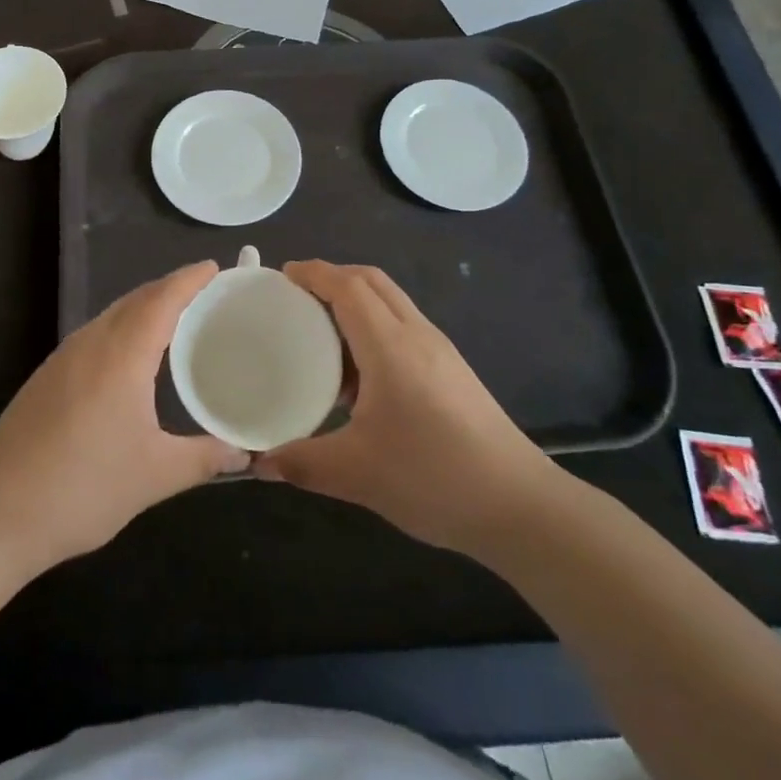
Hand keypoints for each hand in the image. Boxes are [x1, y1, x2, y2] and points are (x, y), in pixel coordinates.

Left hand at [0, 262, 247, 574]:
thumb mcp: (154, 475)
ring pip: (110, 316)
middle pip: (135, 300)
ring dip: (143, 308)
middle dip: (169, 289)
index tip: (213, 266)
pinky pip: (94, 335)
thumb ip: (203, 458)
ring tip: (173, 320)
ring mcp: (62, 358)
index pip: (162, 299)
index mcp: (122, 353)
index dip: (189, 279)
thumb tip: (244, 455)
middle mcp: (91, 342)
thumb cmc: (83, 487)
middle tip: (203, 293)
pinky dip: (121, 329)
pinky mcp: (45, 378)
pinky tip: (128, 359)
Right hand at [255, 261, 554, 557]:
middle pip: (371, 281)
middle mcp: (416, 334)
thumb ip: (302, 462)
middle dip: (332, 277)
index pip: (348, 286)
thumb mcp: (357, 473)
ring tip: (321, 334)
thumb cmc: (434, 477)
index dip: (314, 273)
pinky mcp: (452, 370)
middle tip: (297, 297)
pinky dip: (374, 327)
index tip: (282, 275)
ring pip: (391, 302)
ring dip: (355, 302)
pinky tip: (360, 376)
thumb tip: (258, 462)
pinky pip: (404, 327)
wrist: (521, 506)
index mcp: (390, 345)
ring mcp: (440, 350)